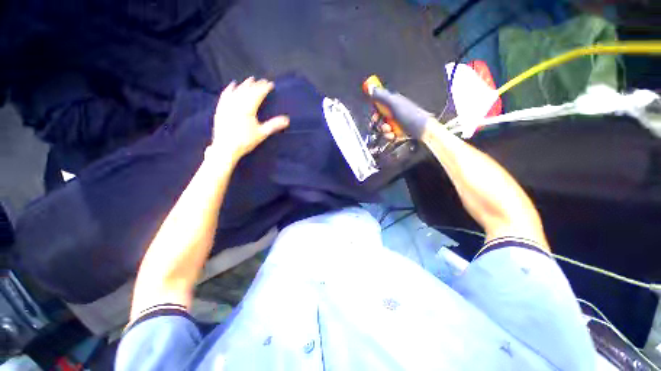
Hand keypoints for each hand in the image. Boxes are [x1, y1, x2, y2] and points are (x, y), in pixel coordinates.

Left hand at [208, 77, 289, 159]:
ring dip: (244, 85)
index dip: (264, 88)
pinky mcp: (221, 109)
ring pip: (237, 91)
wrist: (225, 148)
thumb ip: (274, 125)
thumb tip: (287, 120)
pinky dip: (229, 89)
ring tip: (250, 80)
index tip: (270, 84)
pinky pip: (225, 95)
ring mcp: (227, 105)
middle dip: (256, 85)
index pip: (257, 94)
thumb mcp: (262, 133)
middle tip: (262, 81)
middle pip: (247, 91)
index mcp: (248, 108)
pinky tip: (232, 85)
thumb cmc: (245, 141)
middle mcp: (237, 103)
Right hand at [371, 88, 432, 138]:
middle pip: (379, 117)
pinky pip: (388, 134)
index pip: (379, 103)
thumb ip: (380, 96)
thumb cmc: (411, 116)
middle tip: (382, 123)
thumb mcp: (393, 104)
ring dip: (384, 130)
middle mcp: (394, 111)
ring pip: (382, 127)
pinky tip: (393, 135)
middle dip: (378, 122)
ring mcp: (396, 122)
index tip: (374, 113)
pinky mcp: (397, 132)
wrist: (423, 131)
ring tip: (390, 130)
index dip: (374, 109)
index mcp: (394, 102)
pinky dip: (389, 136)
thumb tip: (369, 87)